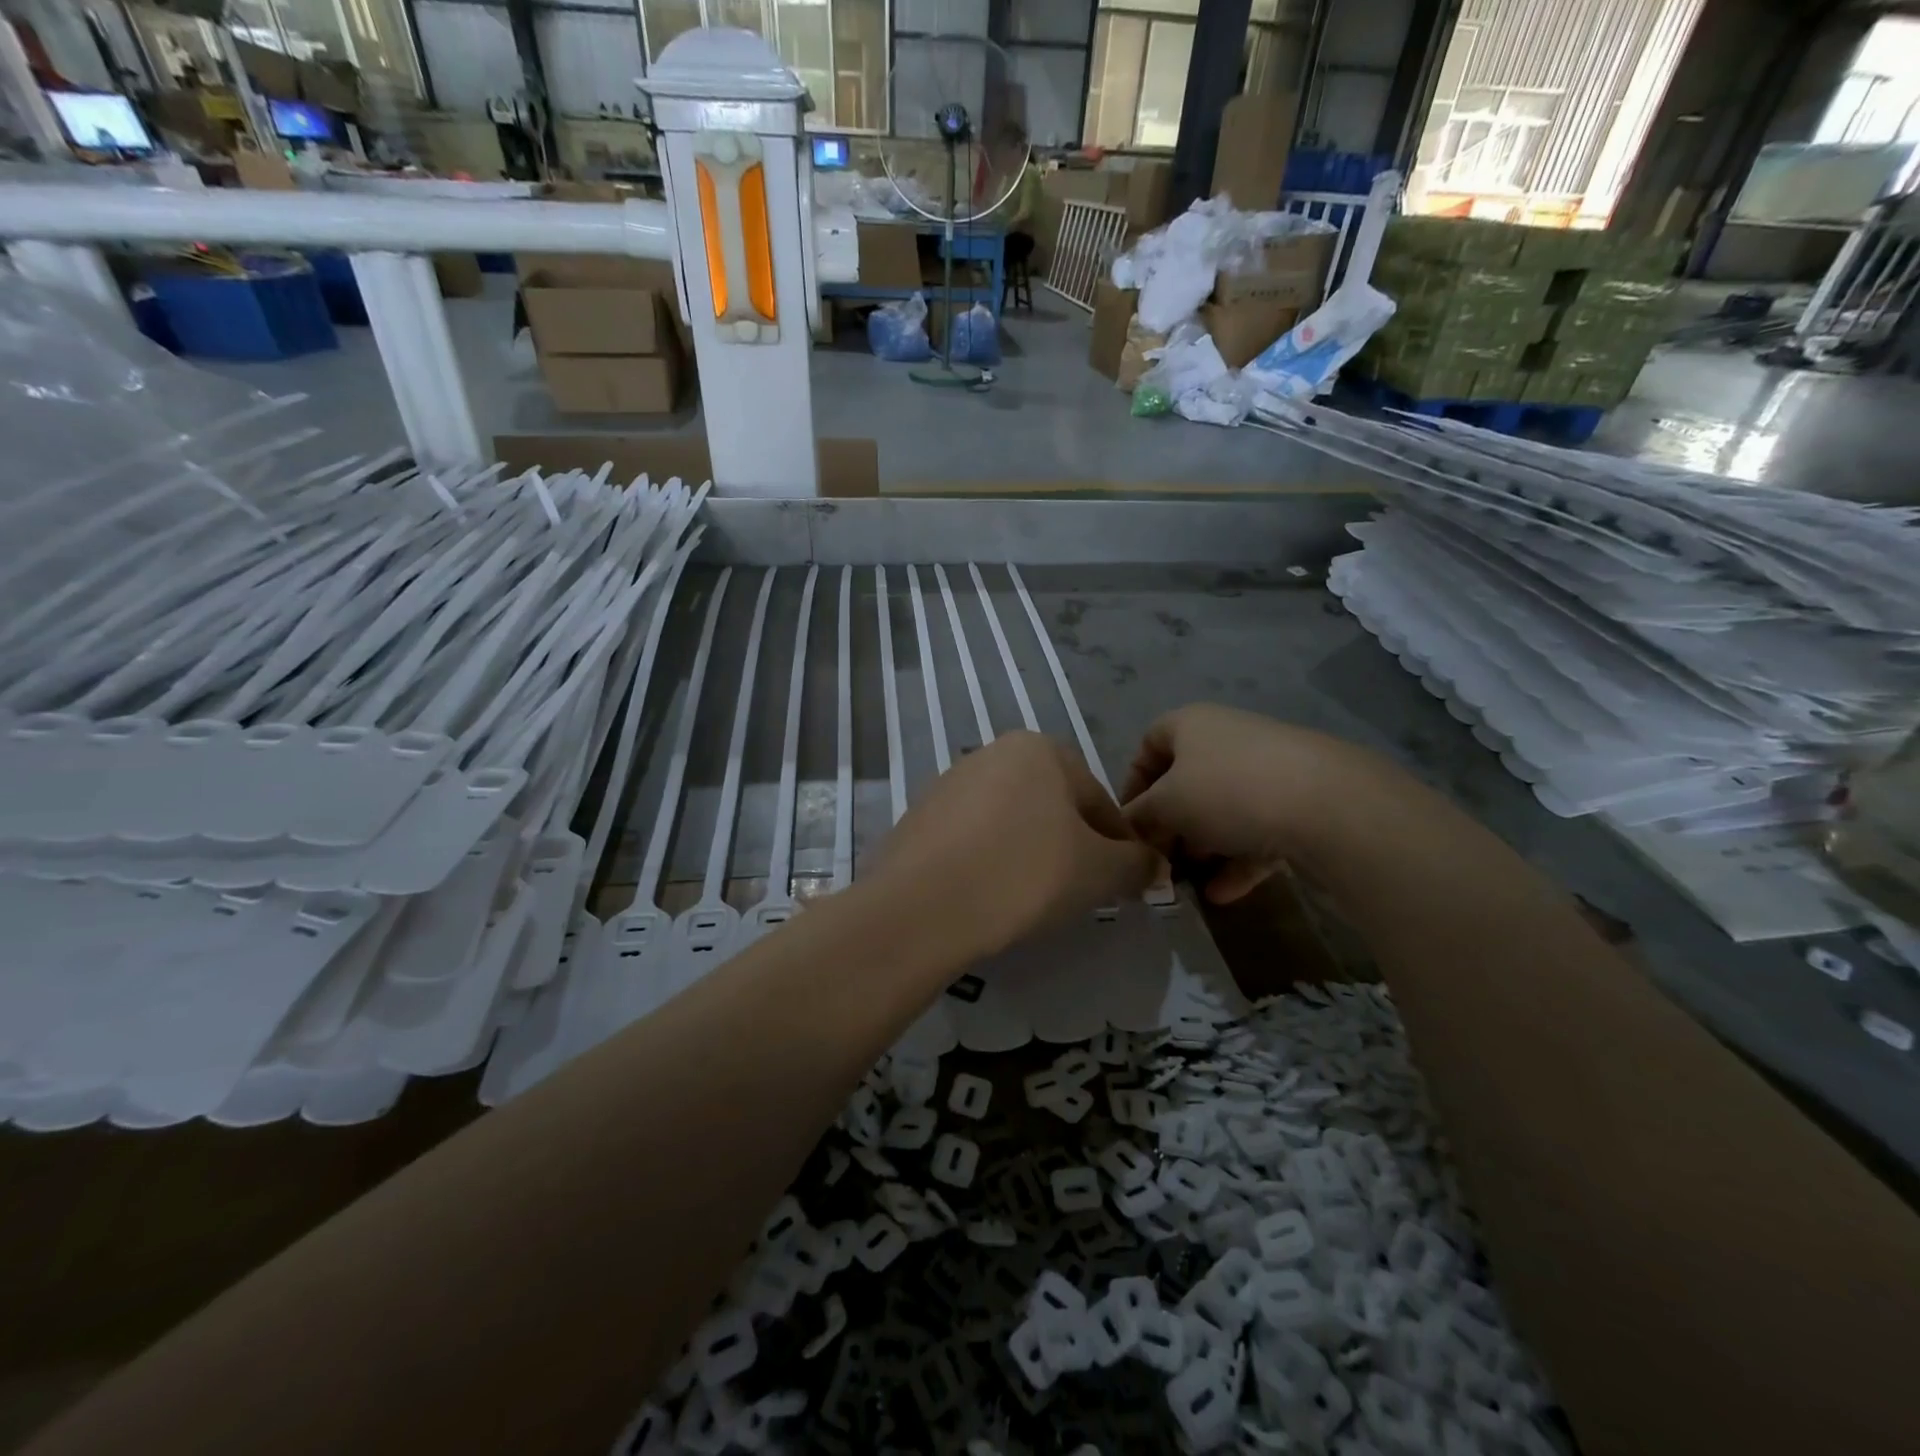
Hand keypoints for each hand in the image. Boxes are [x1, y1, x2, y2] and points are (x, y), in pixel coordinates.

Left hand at [864, 731, 1157, 961]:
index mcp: (1039, 749)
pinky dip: (989, 861)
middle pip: (1053, 807)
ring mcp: (950, 783)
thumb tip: (1154, 864)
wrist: (923, 906)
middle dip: (1072, 848)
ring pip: (1012, 822)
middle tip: (1078, 892)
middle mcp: (992, 753)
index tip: (1121, 883)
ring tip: (1032, 899)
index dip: (1118, 846)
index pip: (1098, 801)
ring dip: (1030, 854)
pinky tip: (989, 895)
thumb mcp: (1099, 872)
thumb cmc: (1025, 874)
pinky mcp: (920, 817)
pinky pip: (973, 839)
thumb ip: (1136, 863)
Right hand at [1120, 704, 1373, 903]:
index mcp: (1192, 724)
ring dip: (1202, 846)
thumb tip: (1129, 830)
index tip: (1130, 823)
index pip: (1150, 743)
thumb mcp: (1166, 805)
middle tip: (1159, 860)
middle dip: (1169, 824)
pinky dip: (1238, 860)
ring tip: (1188, 883)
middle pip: (1187, 782)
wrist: (1330, 806)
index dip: (1133, 782)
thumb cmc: (1228, 791)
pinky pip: (1257, 831)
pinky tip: (1224, 895)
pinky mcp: (1301, 803)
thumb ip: (1140, 817)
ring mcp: (1269, 770)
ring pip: (1223, 809)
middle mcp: (1229, 739)